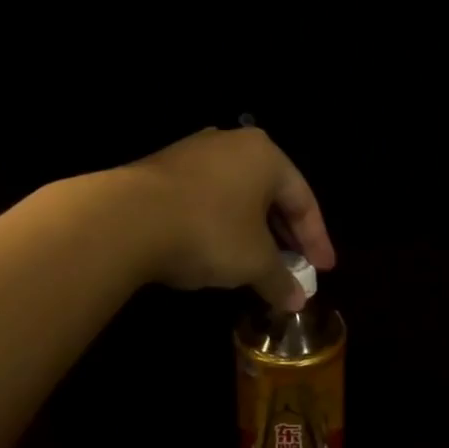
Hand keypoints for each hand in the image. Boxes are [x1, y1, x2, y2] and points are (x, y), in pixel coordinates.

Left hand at [126, 127, 334, 309]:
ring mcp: (193, 154)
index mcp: (265, 156)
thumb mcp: (255, 262)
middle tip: (296, 269)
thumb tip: (296, 302)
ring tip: (260, 265)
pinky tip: (222, 253)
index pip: (304, 200)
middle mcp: (232, 145)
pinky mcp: (162, 171)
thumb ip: (281, 280)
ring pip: (238, 198)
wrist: (125, 220)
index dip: (317, 240)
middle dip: (285, 237)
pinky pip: (208, 201)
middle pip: (271, 196)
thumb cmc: (210, 232)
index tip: (323, 271)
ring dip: (253, 233)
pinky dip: (223, 227)